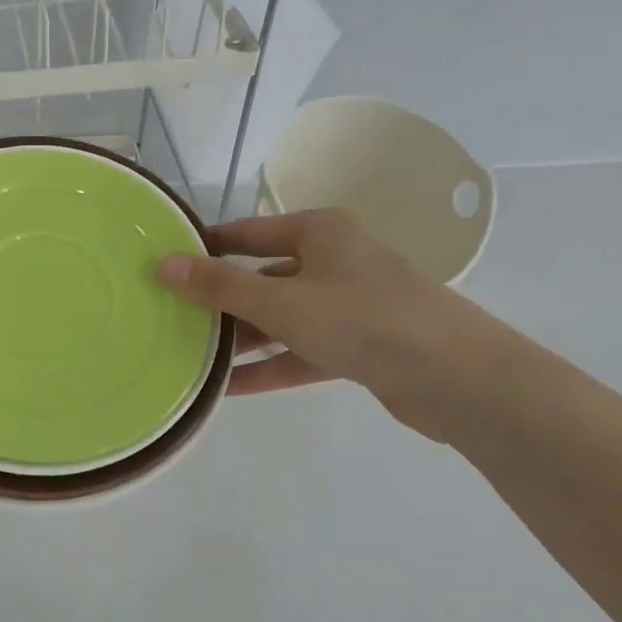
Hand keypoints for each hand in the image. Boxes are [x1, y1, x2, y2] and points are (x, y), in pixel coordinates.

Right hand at [158, 210, 471, 435]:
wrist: (457, 378)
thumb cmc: (362, 320)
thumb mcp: (281, 302)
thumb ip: (220, 287)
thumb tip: (163, 265)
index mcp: (320, 233)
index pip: (247, 233)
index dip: (206, 247)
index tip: (166, 264)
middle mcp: (335, 261)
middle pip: (263, 277)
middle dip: (221, 301)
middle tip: (173, 318)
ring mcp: (350, 305)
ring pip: (282, 318)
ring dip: (243, 339)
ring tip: (193, 357)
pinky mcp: (360, 346)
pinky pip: (302, 351)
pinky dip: (271, 366)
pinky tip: (229, 388)